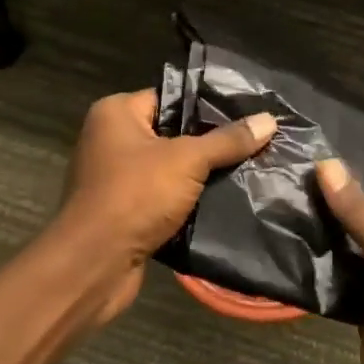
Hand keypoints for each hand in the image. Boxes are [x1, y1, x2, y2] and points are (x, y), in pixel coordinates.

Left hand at [52, 91, 276, 323]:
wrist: (93, 266)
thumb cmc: (134, 196)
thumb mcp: (187, 161)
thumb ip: (227, 140)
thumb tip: (269, 120)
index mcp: (115, 113)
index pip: (170, 97)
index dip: (207, 104)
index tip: (247, 110)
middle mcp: (110, 138)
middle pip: (171, 132)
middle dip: (209, 142)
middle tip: (254, 140)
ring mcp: (114, 177)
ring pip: (169, 167)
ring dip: (200, 175)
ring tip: (248, 168)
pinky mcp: (122, 211)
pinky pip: (162, 196)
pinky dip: (186, 200)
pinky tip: (223, 200)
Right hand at [319, 160, 363, 363]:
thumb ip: (359, 214)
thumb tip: (327, 166)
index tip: (324, 168)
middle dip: (343, 199)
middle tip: (299, 184)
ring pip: (358, 238)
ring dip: (331, 227)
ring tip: (293, 207)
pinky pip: (348, 266)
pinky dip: (327, 256)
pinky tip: (299, 243)